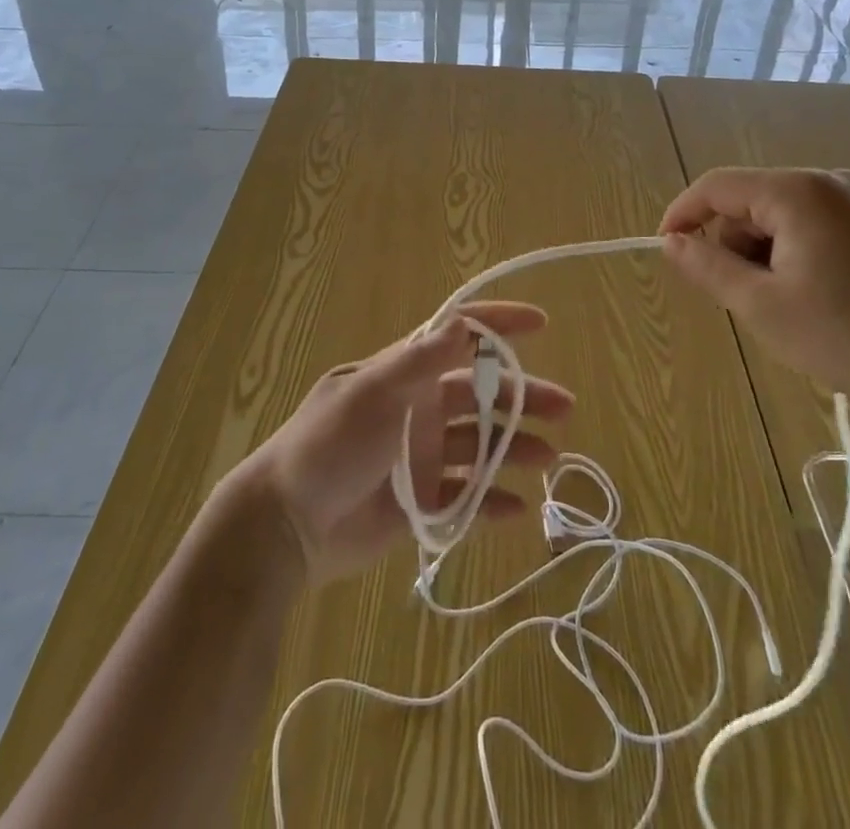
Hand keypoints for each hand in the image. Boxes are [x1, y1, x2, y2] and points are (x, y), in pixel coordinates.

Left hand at [232, 302, 572, 585]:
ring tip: (548, 458)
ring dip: (514, 447)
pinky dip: (491, 501)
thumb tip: (463, 323)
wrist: (286, 526)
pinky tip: (517, 507)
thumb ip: (418, 363)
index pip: (457, 337)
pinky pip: (465, 497)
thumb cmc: (328, 447)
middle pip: (481, 394)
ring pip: (480, 445)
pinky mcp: (419, 502)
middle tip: (563, 408)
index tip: (540, 323)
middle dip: (521, 396)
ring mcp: (420, 456)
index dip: (497, 324)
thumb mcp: (371, 395)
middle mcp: (417, 408)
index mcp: (404, 374)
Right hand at [660, 167, 849, 408]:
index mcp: (797, 191)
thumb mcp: (763, 306)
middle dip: (731, 244)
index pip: (716, 186)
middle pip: (749, 201)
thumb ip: (708, 267)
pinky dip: (794, 256)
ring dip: (763, 255)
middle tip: (741, 299)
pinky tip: (814, 299)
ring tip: (783, 307)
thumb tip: (672, 242)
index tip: (665, 250)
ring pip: (780, 217)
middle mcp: (828, 182)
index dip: (682, 214)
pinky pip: (812, 227)